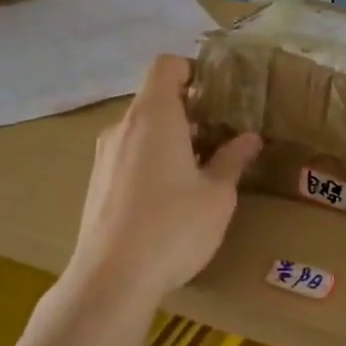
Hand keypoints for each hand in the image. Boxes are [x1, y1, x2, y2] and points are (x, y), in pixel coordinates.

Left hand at [65, 55, 261, 308]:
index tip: (218, 95)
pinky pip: (129, 155)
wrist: (111, 280)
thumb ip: (232, 160)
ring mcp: (105, 156)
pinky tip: (170, 199)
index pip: (166, 65)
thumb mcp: (217, 195)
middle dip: (190, 111)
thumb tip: (249, 138)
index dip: (192, 69)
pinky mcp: (96, 184)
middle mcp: (123, 127)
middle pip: (155, 99)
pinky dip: (152, 160)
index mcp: (154, 116)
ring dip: (171, 139)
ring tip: (200, 171)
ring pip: (142, 130)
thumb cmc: (173, 227)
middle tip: (221, 137)